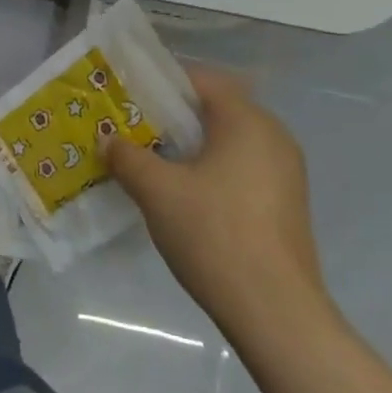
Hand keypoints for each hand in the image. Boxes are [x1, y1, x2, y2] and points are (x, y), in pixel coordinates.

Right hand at [103, 66, 335, 357]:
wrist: (275, 313)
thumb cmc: (215, 234)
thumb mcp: (157, 191)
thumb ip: (128, 157)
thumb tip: (108, 140)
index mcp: (247, 121)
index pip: (201, 79)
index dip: (161, 81)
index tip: (126, 93)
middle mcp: (272, 137)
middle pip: (214, 108)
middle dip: (170, 115)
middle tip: (129, 125)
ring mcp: (283, 172)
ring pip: (226, 141)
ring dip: (187, 145)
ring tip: (147, 158)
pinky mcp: (283, 203)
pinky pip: (239, 167)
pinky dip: (208, 168)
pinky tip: (179, 192)